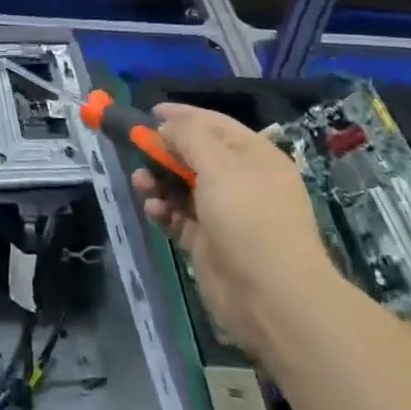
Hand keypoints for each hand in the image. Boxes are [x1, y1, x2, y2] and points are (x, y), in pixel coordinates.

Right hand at [133, 104, 336, 356]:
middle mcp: (241, 181)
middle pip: (195, 155)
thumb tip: (167, 126)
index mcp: (254, 156)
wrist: (272, 297)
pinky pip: (179, 217)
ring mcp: (225, 214)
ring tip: (140, 183)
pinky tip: (153, 210)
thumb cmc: (249, 218)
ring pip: (183, 186)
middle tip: (138, 150)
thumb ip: (189, 136)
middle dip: (165, 151)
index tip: (150, 112)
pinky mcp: (209, 242)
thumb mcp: (219, 165)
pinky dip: (164, 210)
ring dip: (159, 181)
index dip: (183, 115)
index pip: (215, 124)